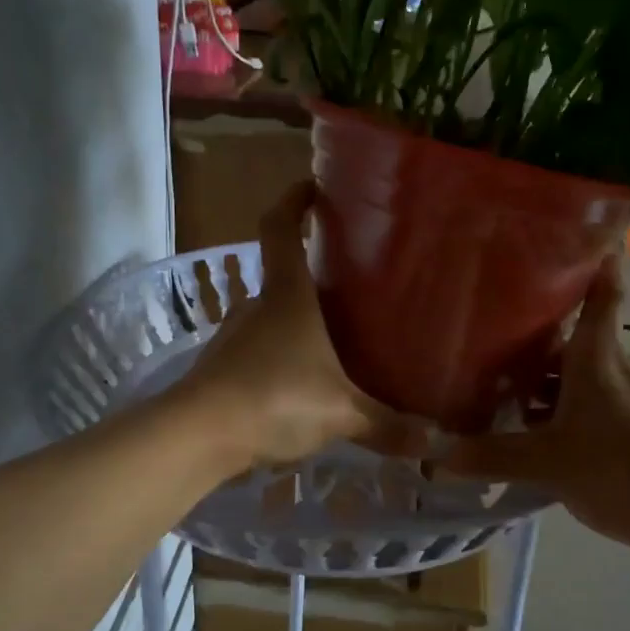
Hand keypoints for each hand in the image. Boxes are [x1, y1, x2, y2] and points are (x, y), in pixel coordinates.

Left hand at [183, 184, 417, 468]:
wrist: (197, 436)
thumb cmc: (274, 399)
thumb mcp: (340, 413)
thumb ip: (386, 425)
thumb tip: (432, 442)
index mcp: (286, 296)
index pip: (280, 228)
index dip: (293, 201)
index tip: (313, 188)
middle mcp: (256, 308)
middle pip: (282, 277)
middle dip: (313, 279)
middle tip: (351, 291)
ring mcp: (233, 339)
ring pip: (270, 319)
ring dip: (296, 326)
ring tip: (334, 344)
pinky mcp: (221, 371)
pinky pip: (258, 355)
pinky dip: (280, 360)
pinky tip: (301, 388)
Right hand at [441, 258, 629, 549]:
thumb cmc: (614, 468)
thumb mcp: (544, 462)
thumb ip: (489, 456)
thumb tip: (435, 454)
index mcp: (597, 357)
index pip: (602, 294)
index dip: (596, 262)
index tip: (581, 236)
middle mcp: (616, 366)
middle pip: (577, 338)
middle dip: (539, 337)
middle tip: (493, 334)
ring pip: (582, 373)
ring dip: (548, 380)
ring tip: (505, 390)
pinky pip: (592, 402)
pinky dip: (564, 407)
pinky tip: (539, 432)